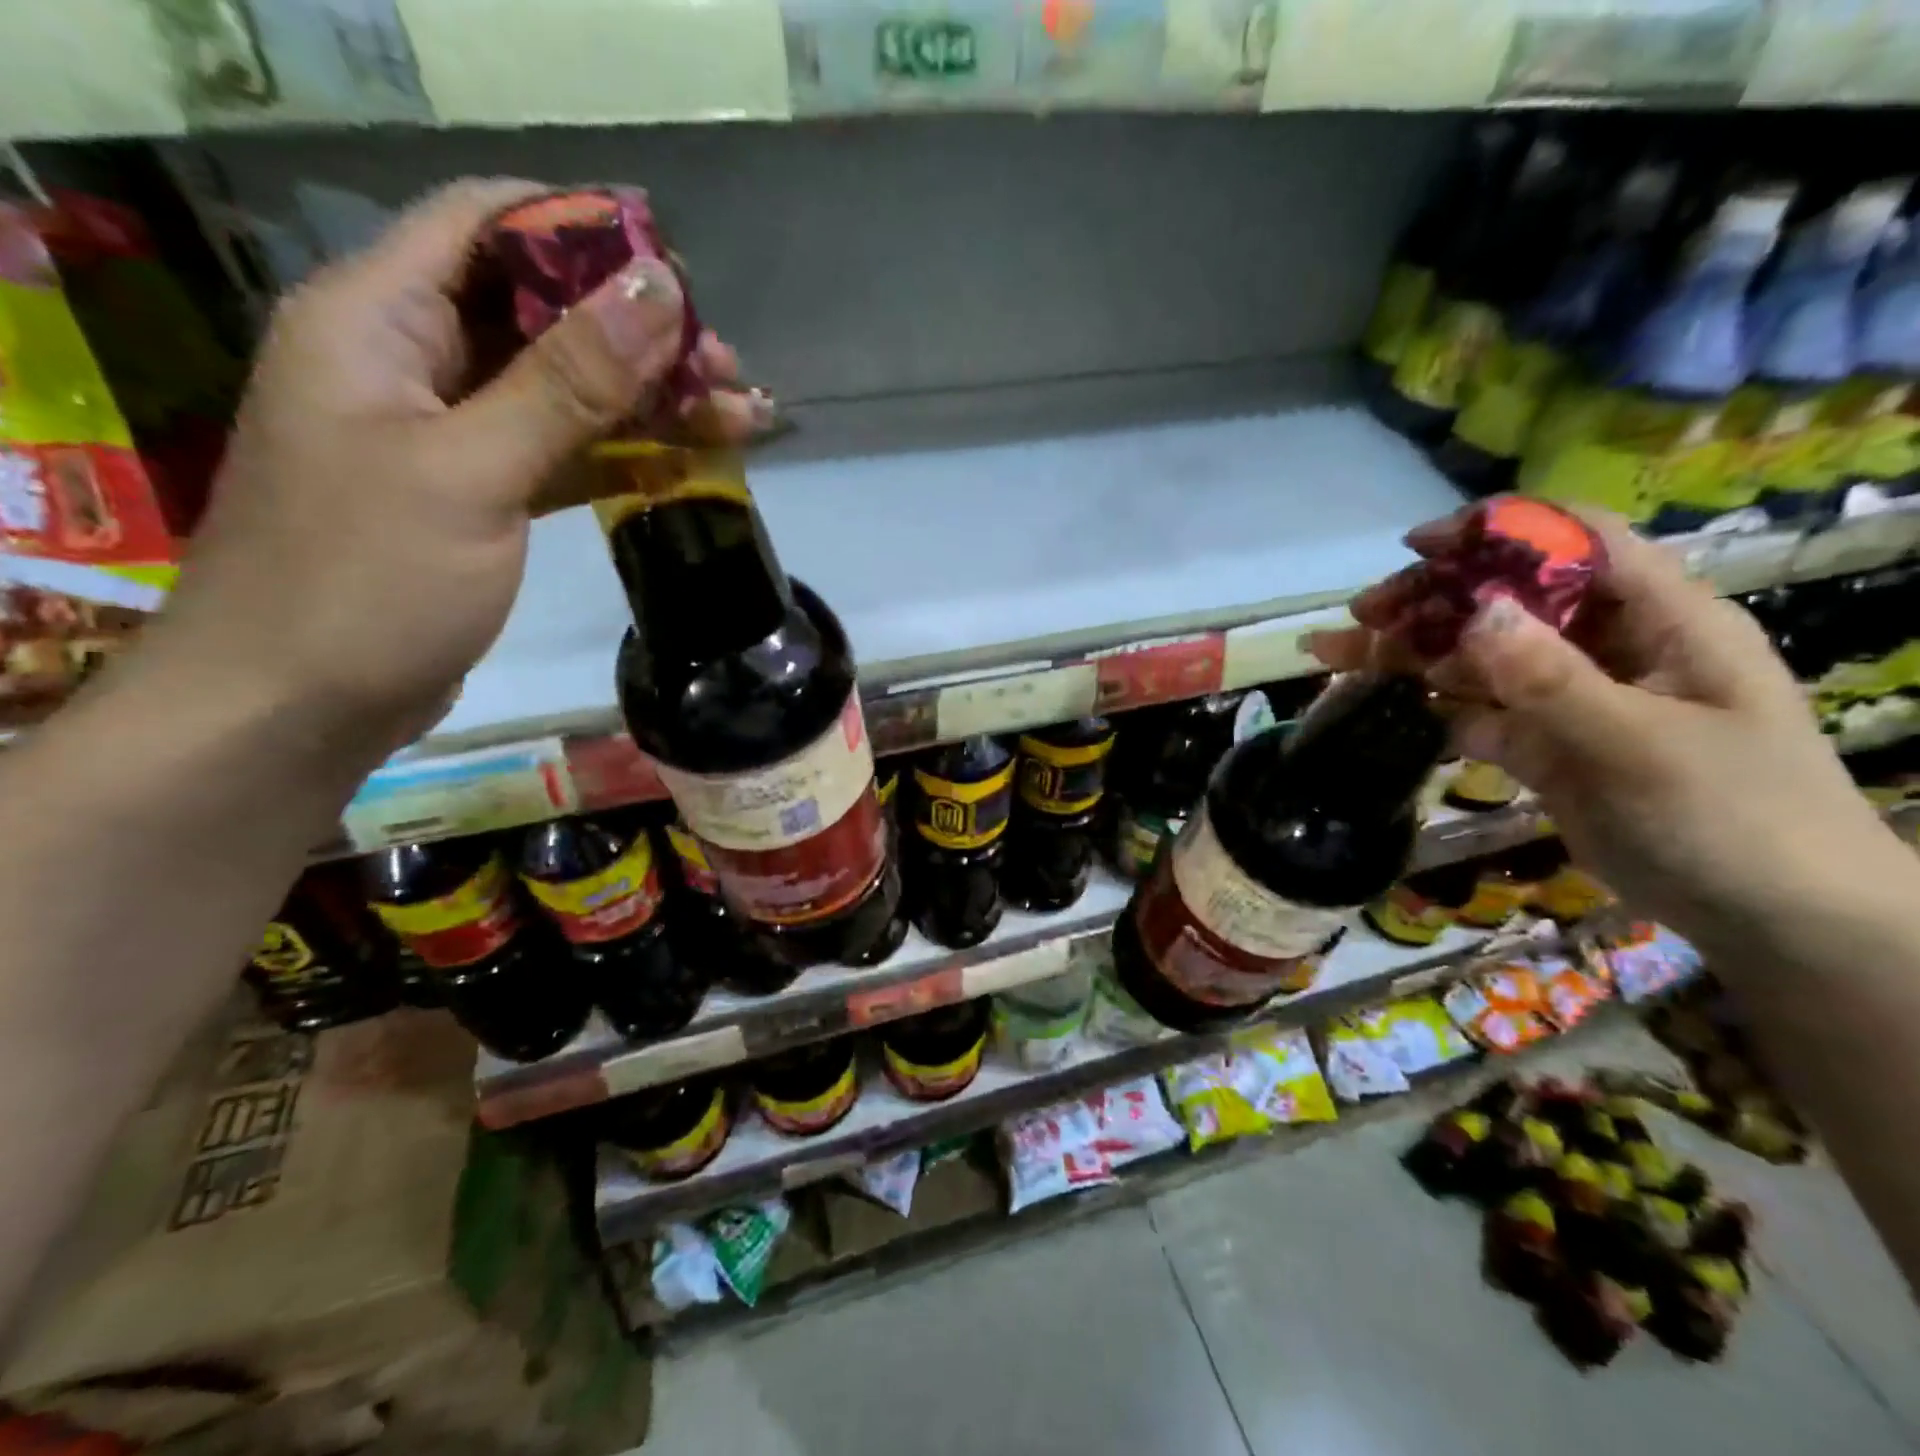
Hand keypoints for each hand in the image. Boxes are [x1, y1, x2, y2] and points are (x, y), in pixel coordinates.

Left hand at [158, 179, 764, 759]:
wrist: (299, 705)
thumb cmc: (367, 581)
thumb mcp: (473, 472)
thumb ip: (568, 381)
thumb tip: (659, 292)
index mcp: (378, 319)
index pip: (486, 223)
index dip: (582, 232)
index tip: (677, 274)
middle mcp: (411, 358)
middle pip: (540, 310)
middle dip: (638, 334)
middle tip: (726, 369)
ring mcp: (448, 430)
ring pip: (564, 387)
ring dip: (648, 399)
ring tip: (737, 417)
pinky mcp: (480, 492)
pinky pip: (562, 449)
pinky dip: (622, 452)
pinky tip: (685, 462)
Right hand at [1309, 507, 1909, 956]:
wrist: (1772, 919)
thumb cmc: (1737, 818)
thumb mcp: (1644, 745)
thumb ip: (1553, 680)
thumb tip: (1476, 612)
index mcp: (1660, 620)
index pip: (1576, 545)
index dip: (1500, 533)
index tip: (1420, 547)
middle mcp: (1609, 646)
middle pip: (1507, 600)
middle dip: (1431, 600)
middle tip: (1361, 614)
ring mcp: (1571, 696)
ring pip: (1478, 657)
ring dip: (1410, 652)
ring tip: (1336, 653)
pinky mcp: (1542, 743)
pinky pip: (1475, 710)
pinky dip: (1428, 704)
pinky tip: (1379, 702)